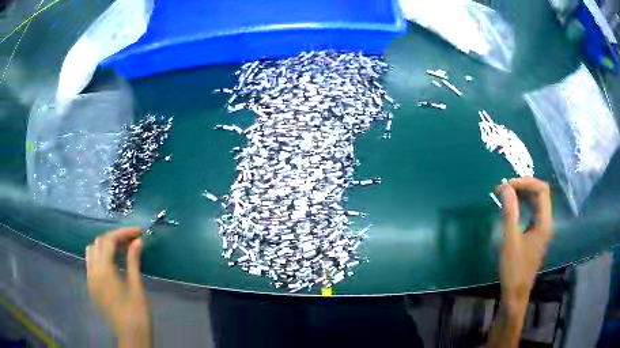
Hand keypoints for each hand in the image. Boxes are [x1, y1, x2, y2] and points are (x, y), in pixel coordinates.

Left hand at [86, 227, 150, 347]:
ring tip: (120, 249)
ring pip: (91, 251)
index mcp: (104, 270)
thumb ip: (133, 261)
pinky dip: (100, 257)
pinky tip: (112, 263)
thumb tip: (137, 241)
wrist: (131, 336)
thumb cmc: (137, 312)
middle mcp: (92, 271)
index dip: (123, 233)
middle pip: (98, 243)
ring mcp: (90, 279)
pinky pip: (91, 263)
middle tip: (131, 240)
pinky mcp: (92, 287)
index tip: (138, 232)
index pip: (109, 241)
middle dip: (114, 237)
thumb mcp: (136, 286)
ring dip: (104, 246)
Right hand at [498, 177, 552, 307]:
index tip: (508, 185)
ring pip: (537, 203)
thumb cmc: (514, 269)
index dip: (526, 182)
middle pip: (540, 194)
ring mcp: (542, 229)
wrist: (516, 294)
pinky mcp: (536, 235)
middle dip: (524, 186)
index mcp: (544, 222)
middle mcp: (546, 222)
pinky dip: (523, 206)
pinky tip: (512, 209)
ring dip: (523, 195)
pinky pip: (533, 212)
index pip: (542, 190)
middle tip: (504, 189)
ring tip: (506, 195)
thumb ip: (509, 212)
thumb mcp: (510, 240)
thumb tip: (505, 187)